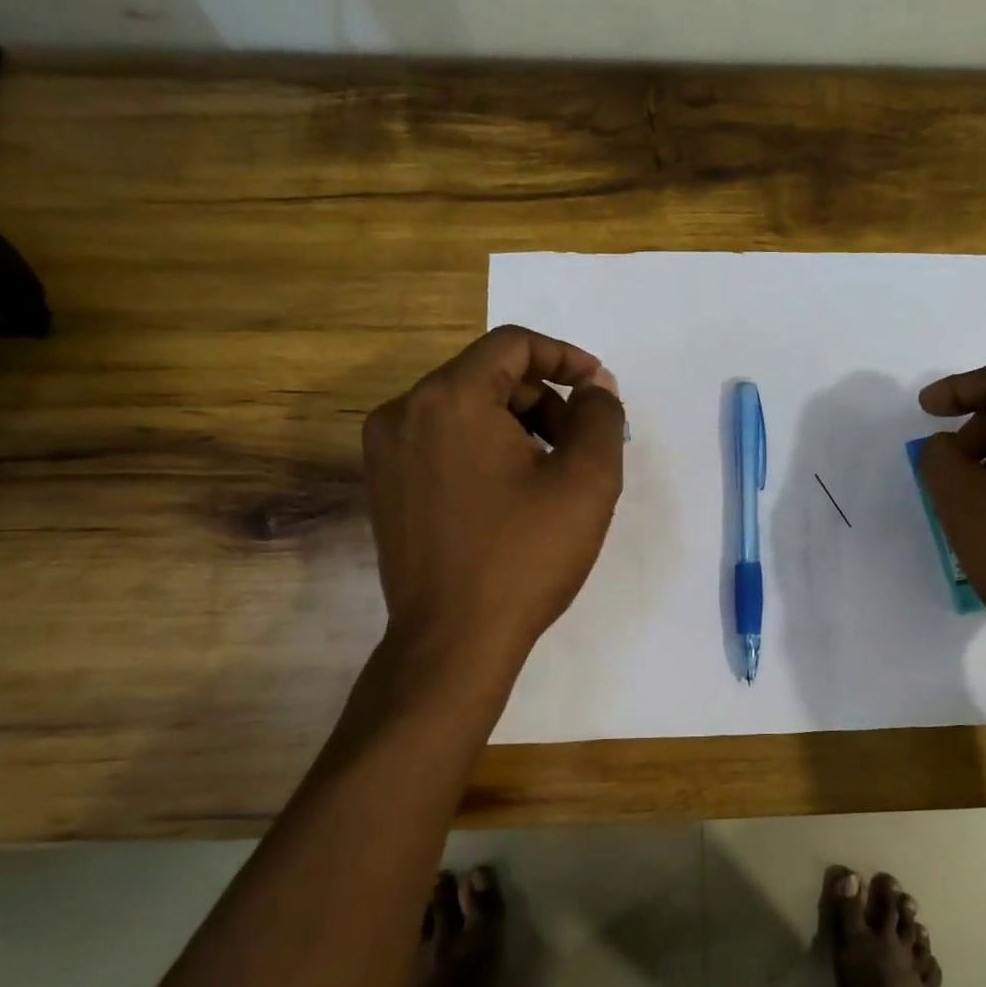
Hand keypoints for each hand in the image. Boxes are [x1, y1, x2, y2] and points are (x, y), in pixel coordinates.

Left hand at [363, 325, 624, 679]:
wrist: (453, 641)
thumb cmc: (524, 556)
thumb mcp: (586, 481)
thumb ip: (600, 415)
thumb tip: (595, 384)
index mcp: (450, 398)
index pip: (513, 344)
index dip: (565, 357)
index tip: (599, 388)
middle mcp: (405, 412)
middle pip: (489, 376)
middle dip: (545, 401)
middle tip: (581, 447)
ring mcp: (386, 451)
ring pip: (465, 410)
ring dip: (517, 427)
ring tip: (550, 478)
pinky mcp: (385, 485)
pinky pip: (443, 442)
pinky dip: (484, 449)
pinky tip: (511, 497)